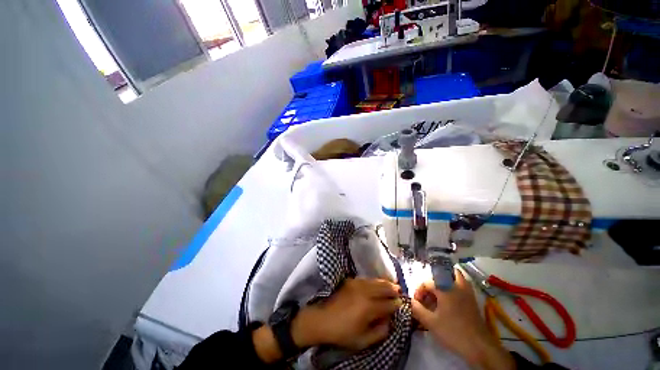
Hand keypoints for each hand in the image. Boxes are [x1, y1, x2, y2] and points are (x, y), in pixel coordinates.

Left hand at [293, 278, 400, 350]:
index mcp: (369, 308)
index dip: (396, 304)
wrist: (322, 319)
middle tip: (400, 290)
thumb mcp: (363, 340)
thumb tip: (389, 321)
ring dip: (385, 282)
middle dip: (393, 289)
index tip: (401, 304)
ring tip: (392, 284)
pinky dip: (374, 280)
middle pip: (383, 287)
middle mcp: (364, 292)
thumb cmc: (342, 333)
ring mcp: (357, 284)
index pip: (388, 304)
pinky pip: (366, 279)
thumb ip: (379, 331)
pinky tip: (376, 283)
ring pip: (375, 280)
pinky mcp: (350, 280)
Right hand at [410, 270, 514, 369]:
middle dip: (432, 282)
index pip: (427, 283)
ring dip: (445, 280)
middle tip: (428, 295)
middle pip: (442, 274)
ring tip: (438, 293)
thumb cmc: (453, 332)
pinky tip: (450, 300)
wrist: (479, 346)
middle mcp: (456, 285)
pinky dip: (454, 286)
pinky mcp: (472, 300)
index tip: (417, 302)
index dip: (419, 291)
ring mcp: (467, 291)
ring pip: (455, 276)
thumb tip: (411, 301)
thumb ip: (418, 309)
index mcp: (444, 288)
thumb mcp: (431, 322)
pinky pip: (462, 284)